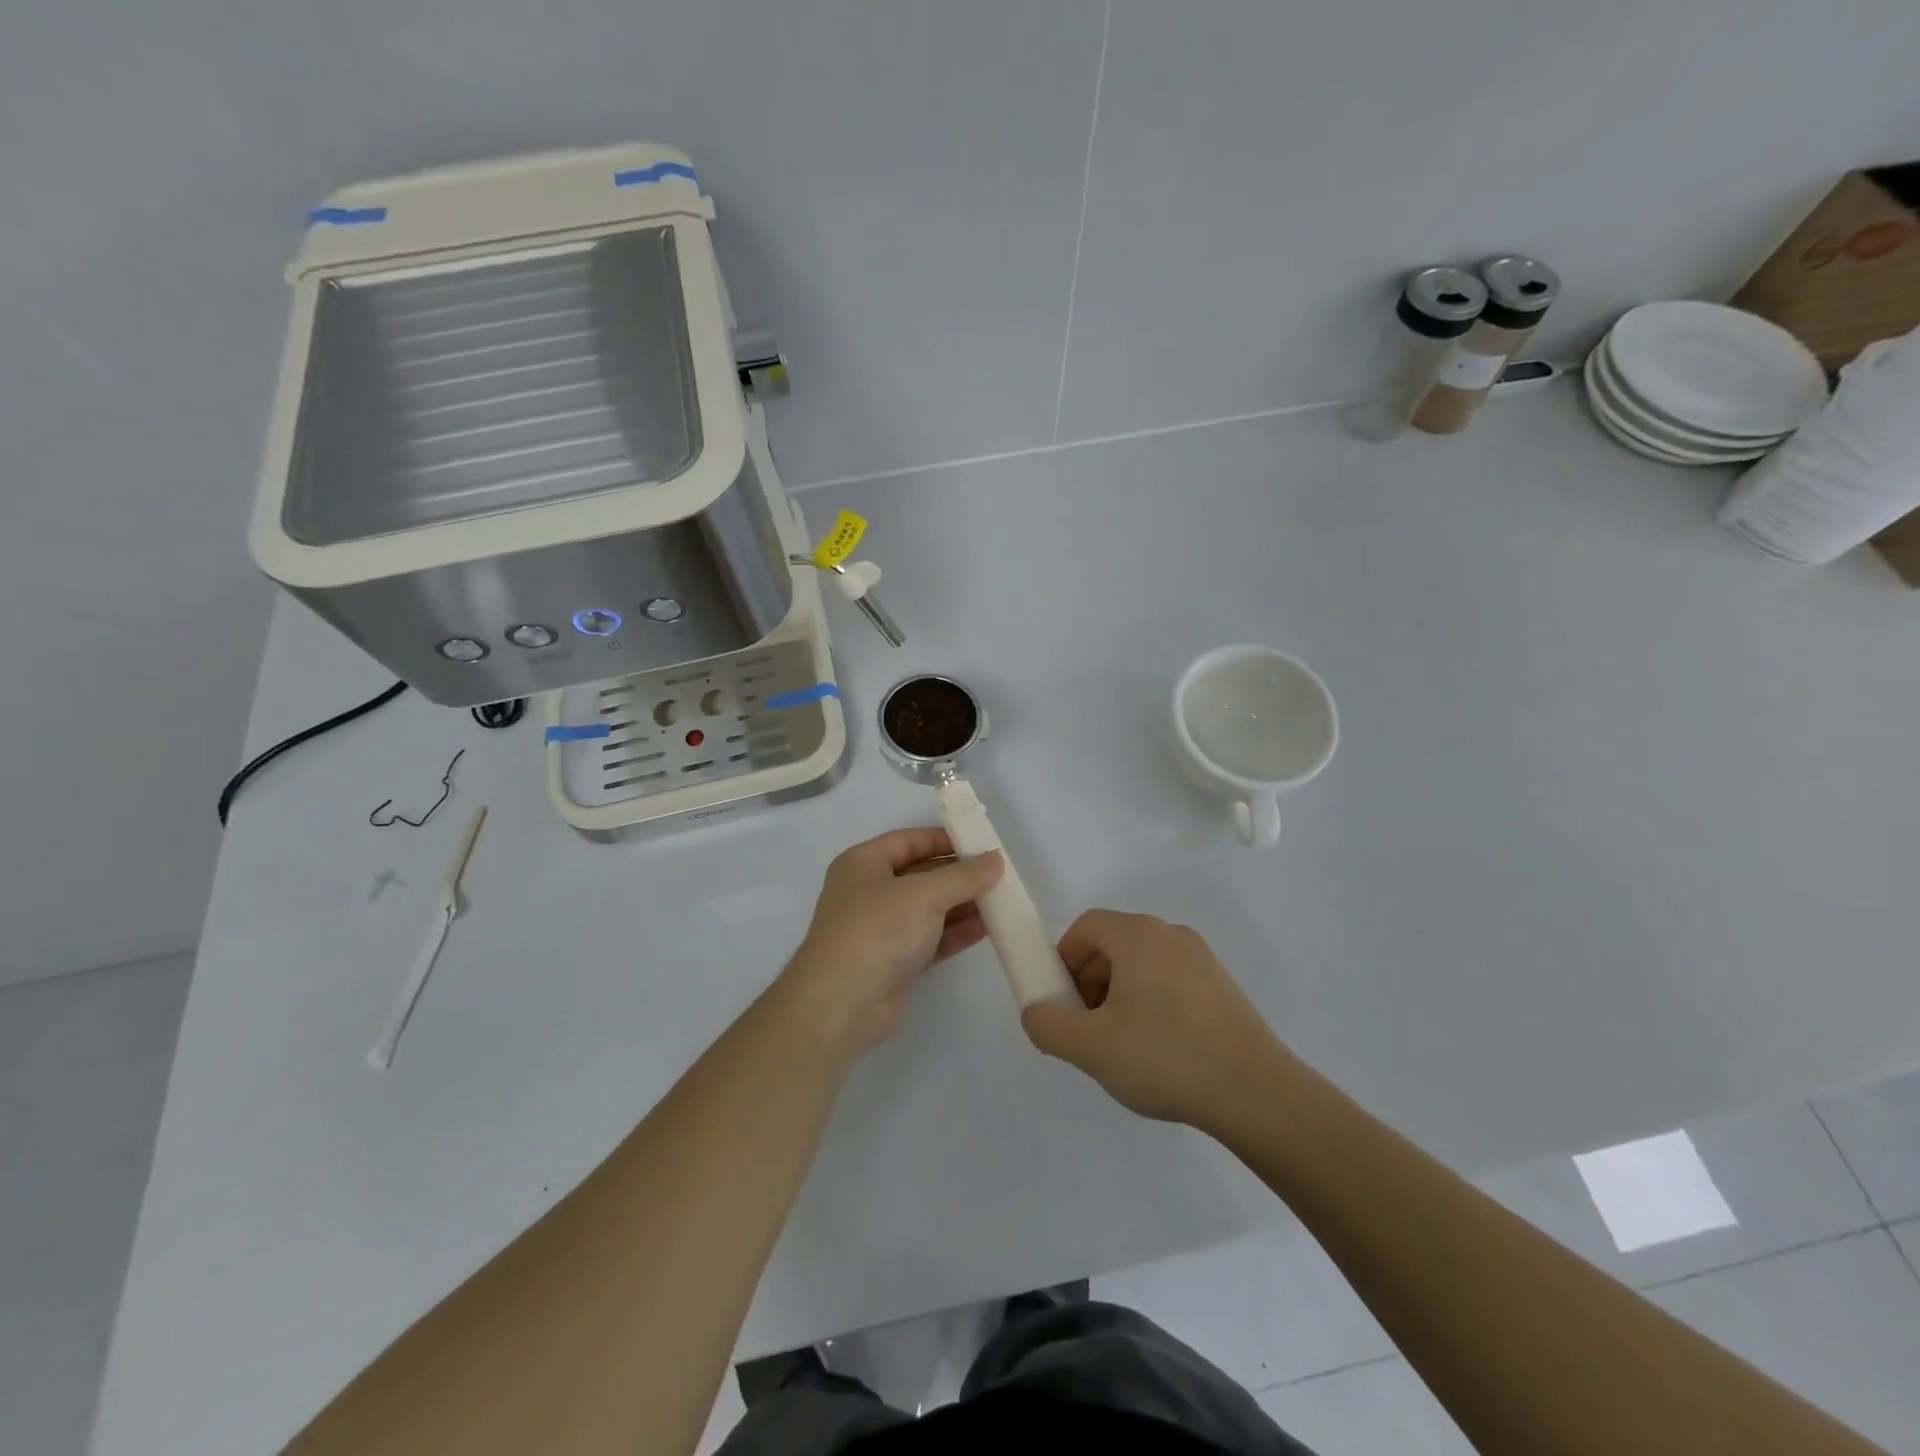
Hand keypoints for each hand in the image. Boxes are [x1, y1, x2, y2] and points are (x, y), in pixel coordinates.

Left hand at [776, 829, 1002, 1054]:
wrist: (841, 1004)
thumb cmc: (877, 931)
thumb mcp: (925, 894)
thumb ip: (964, 876)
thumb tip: (995, 859)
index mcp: (864, 863)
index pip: (909, 841)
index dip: (944, 839)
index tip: (981, 844)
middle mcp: (869, 891)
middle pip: (921, 874)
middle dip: (959, 874)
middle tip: (998, 875)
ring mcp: (881, 928)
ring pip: (928, 908)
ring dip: (962, 904)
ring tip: (1001, 900)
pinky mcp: (894, 960)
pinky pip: (931, 937)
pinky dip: (956, 932)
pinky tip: (987, 928)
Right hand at [1021, 910, 1290, 1129]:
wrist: (1257, 1093)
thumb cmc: (1165, 1058)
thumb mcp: (1091, 1048)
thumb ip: (1047, 1025)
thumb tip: (1036, 1012)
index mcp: (1137, 935)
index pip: (1085, 927)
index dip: (1063, 960)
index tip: (1062, 1003)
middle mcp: (1170, 934)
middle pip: (1113, 944)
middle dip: (1090, 982)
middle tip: (1088, 1029)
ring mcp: (1202, 958)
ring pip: (1142, 964)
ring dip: (1119, 995)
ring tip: (1124, 1046)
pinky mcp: (1222, 985)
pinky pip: (1171, 980)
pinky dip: (1152, 1003)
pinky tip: (1161, 1050)